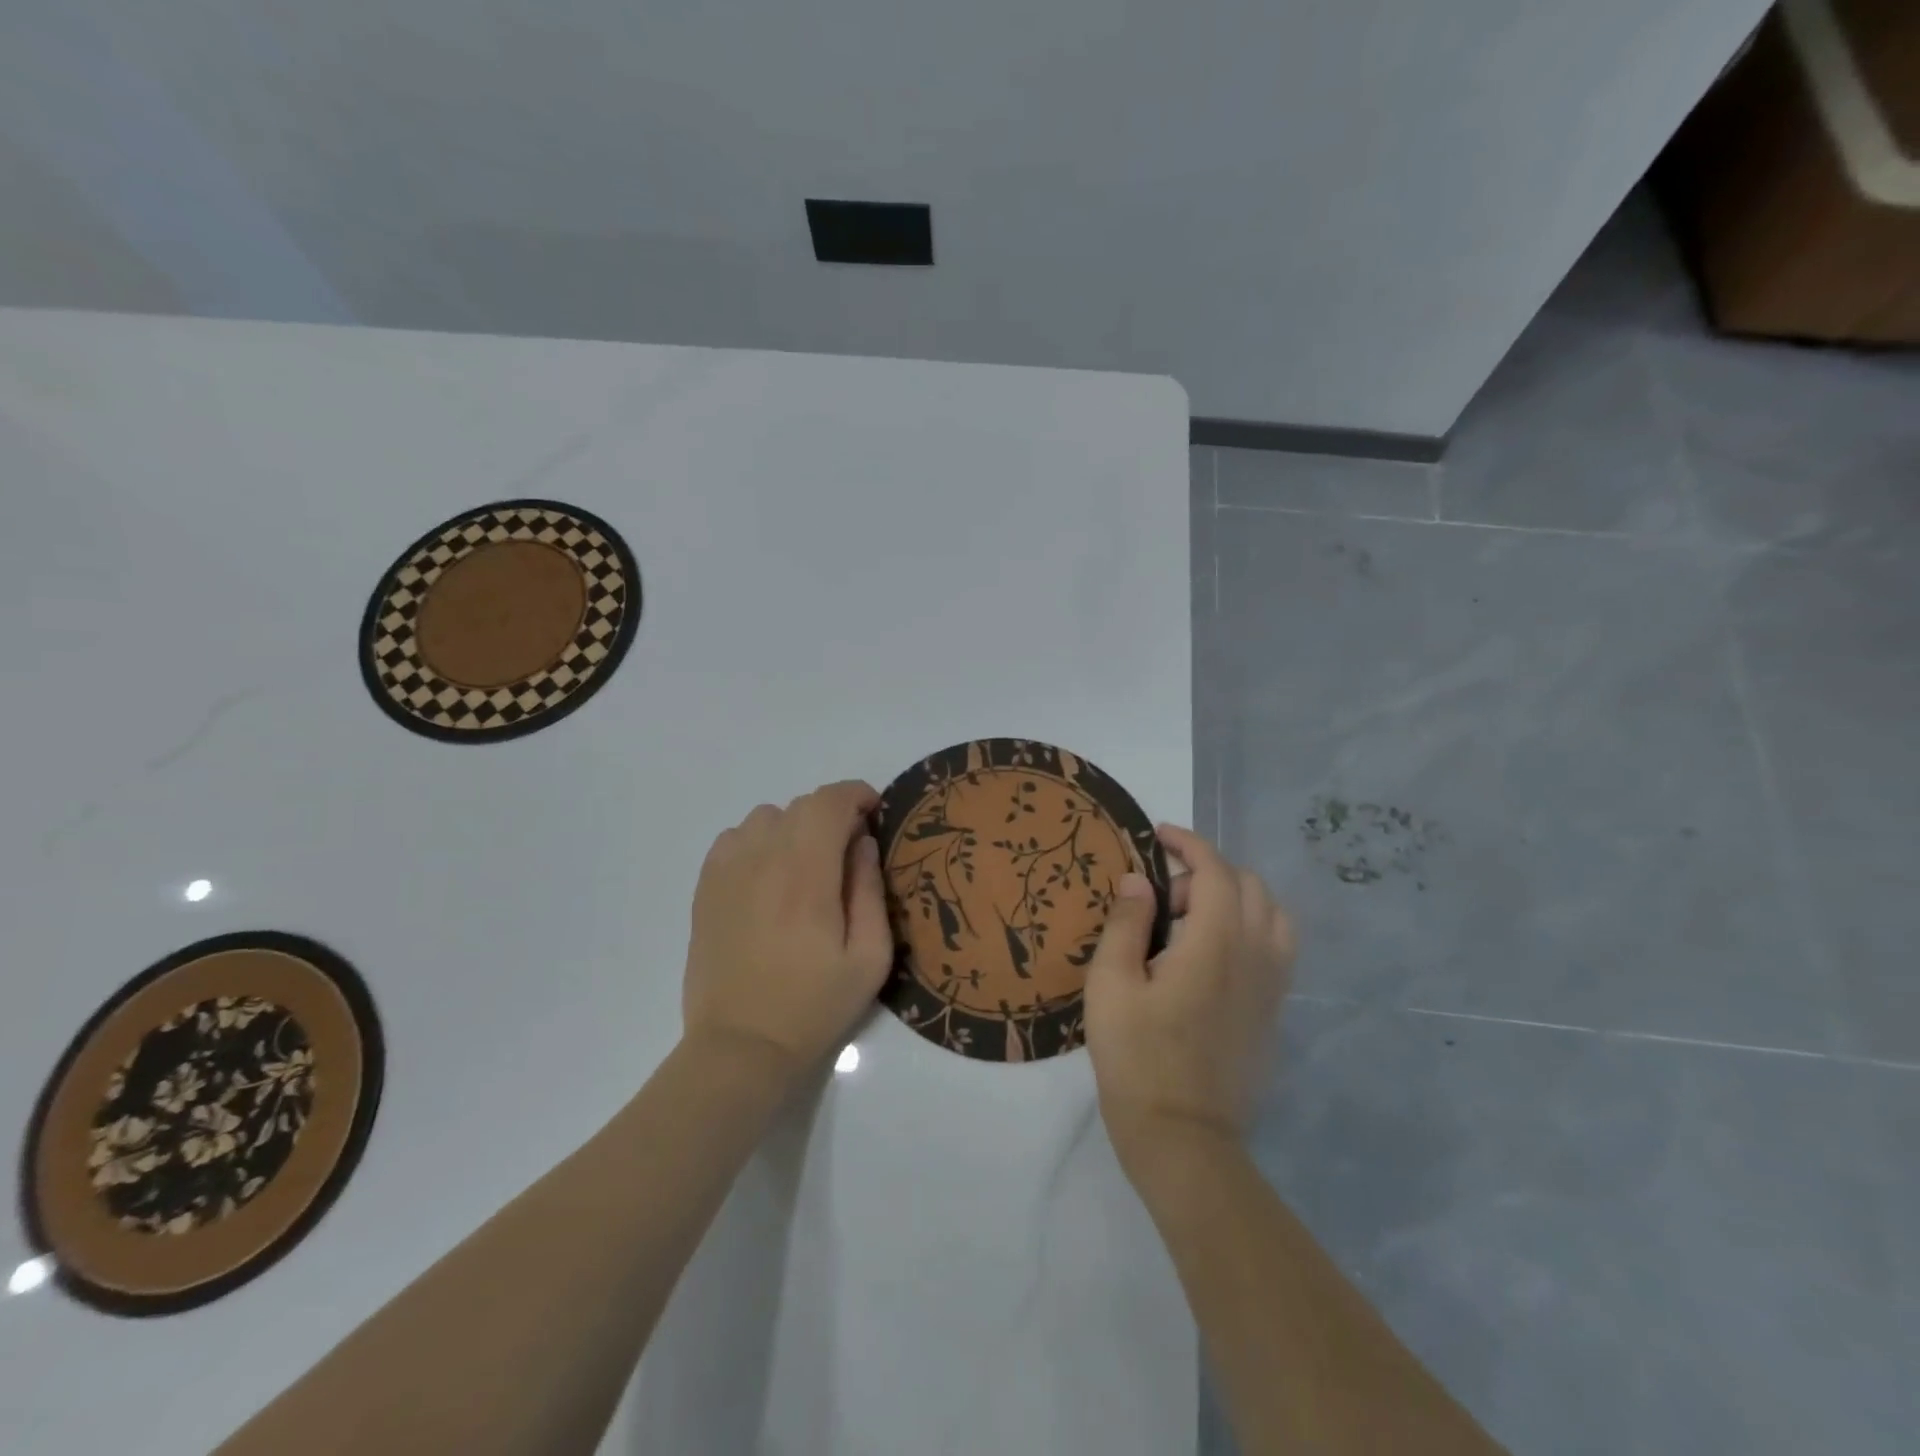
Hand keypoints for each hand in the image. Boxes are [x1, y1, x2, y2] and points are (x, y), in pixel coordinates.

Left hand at [682, 780, 893, 1087]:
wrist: (740, 1046)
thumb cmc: (814, 1005)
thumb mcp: (869, 957)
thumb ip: (870, 890)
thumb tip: (863, 842)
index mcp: (807, 875)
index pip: (829, 802)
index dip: (857, 796)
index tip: (874, 814)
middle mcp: (762, 859)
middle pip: (801, 805)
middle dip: (832, 815)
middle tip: (848, 852)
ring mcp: (727, 870)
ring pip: (767, 817)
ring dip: (795, 828)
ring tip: (806, 867)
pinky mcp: (705, 887)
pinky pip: (736, 838)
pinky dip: (759, 842)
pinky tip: (768, 877)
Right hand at [1084, 824, 1295, 1177]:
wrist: (1184, 1139)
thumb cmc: (1137, 1058)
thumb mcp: (1111, 984)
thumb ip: (1126, 923)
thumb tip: (1137, 880)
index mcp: (1216, 944)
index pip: (1216, 871)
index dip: (1189, 844)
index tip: (1159, 836)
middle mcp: (1256, 956)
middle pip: (1248, 886)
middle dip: (1205, 874)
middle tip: (1161, 900)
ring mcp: (1272, 987)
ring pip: (1272, 915)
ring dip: (1234, 899)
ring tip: (1190, 922)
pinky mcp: (1273, 1013)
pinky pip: (1276, 947)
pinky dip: (1249, 928)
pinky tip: (1210, 956)